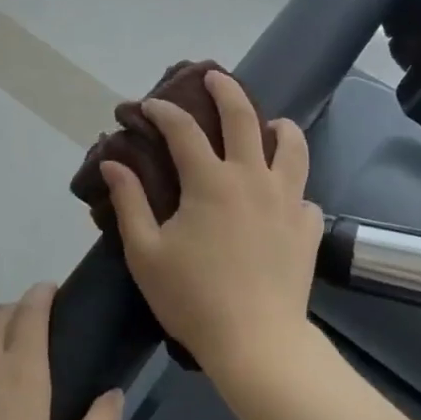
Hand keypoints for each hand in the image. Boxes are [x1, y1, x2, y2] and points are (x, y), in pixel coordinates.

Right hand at [100, 69, 324, 382]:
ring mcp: (287, 200)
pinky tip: (282, 196)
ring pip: (292, 146)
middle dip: (225, 90)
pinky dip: (292, 186)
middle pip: (243, 117)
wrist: (256, 343)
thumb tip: (112, 162)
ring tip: (271, 124)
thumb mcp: (145, 252)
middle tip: (214, 76)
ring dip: (279, 126)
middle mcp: (252, 178)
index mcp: (210, 182)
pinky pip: (303, 193)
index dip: (162, 112)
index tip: (146, 106)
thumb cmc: (193, 298)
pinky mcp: (307, 227)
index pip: (183, 130)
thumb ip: (128, 202)